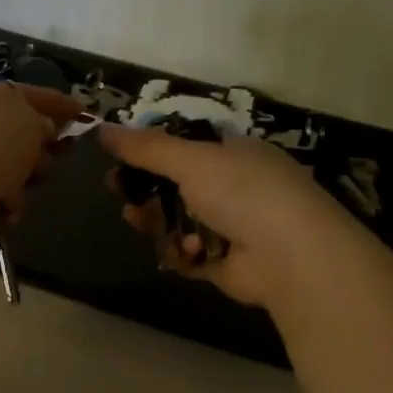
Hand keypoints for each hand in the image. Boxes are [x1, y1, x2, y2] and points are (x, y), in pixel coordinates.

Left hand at [0, 81, 81, 227]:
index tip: (85, 114)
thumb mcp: (27, 123)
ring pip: (13, 169)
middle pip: (22, 135)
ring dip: (24, 183)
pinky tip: (3, 211)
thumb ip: (42, 121)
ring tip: (17, 192)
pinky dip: (5, 204)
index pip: (30, 93)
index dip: (59, 103)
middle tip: (50, 161)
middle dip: (41, 152)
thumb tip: (40, 131)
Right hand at [99, 124, 359, 308]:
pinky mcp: (227, 264)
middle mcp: (237, 188)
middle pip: (178, 187)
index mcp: (236, 154)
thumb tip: (102, 128)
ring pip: (180, 222)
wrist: (290, 255)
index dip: (152, 153)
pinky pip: (191, 256)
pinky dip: (182, 253)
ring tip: (135, 219)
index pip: (187, 148)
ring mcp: (234, 227)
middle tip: (118, 191)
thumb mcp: (191, 160)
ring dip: (157, 221)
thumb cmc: (243, 192)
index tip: (119, 159)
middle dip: (147, 190)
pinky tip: (183, 250)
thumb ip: (146, 147)